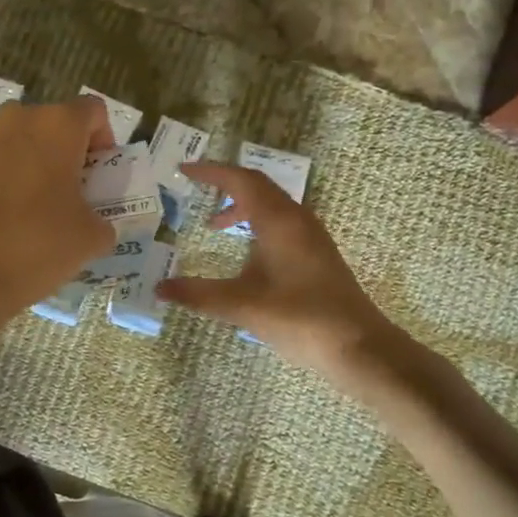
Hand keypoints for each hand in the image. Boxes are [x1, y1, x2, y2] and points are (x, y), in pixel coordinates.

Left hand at [0, 97, 116, 327]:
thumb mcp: (90, 237)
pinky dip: (13, 179)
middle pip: (58, 124)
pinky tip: (14, 218)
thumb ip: (103, 220)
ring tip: (45, 209)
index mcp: (57, 124)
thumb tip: (95, 223)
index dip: (105, 143)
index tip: (100, 179)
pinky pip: (0, 162)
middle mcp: (18, 118)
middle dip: (72, 154)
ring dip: (41, 166)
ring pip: (26, 142)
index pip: (94, 112)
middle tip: (77, 196)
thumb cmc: (36, 244)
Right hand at [158, 163, 437, 395]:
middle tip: (195, 189)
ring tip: (213, 225)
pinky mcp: (317, 255)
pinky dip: (256, 224)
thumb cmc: (298, 319)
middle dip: (225, 184)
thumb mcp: (241, 305)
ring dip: (241, 206)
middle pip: (258, 186)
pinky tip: (246, 251)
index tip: (183, 170)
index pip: (241, 180)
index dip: (211, 172)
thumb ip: (198, 294)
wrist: (358, 347)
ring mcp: (311, 237)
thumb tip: (159, 288)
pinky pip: (281, 223)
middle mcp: (297, 220)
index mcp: (279, 221)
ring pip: (271, 206)